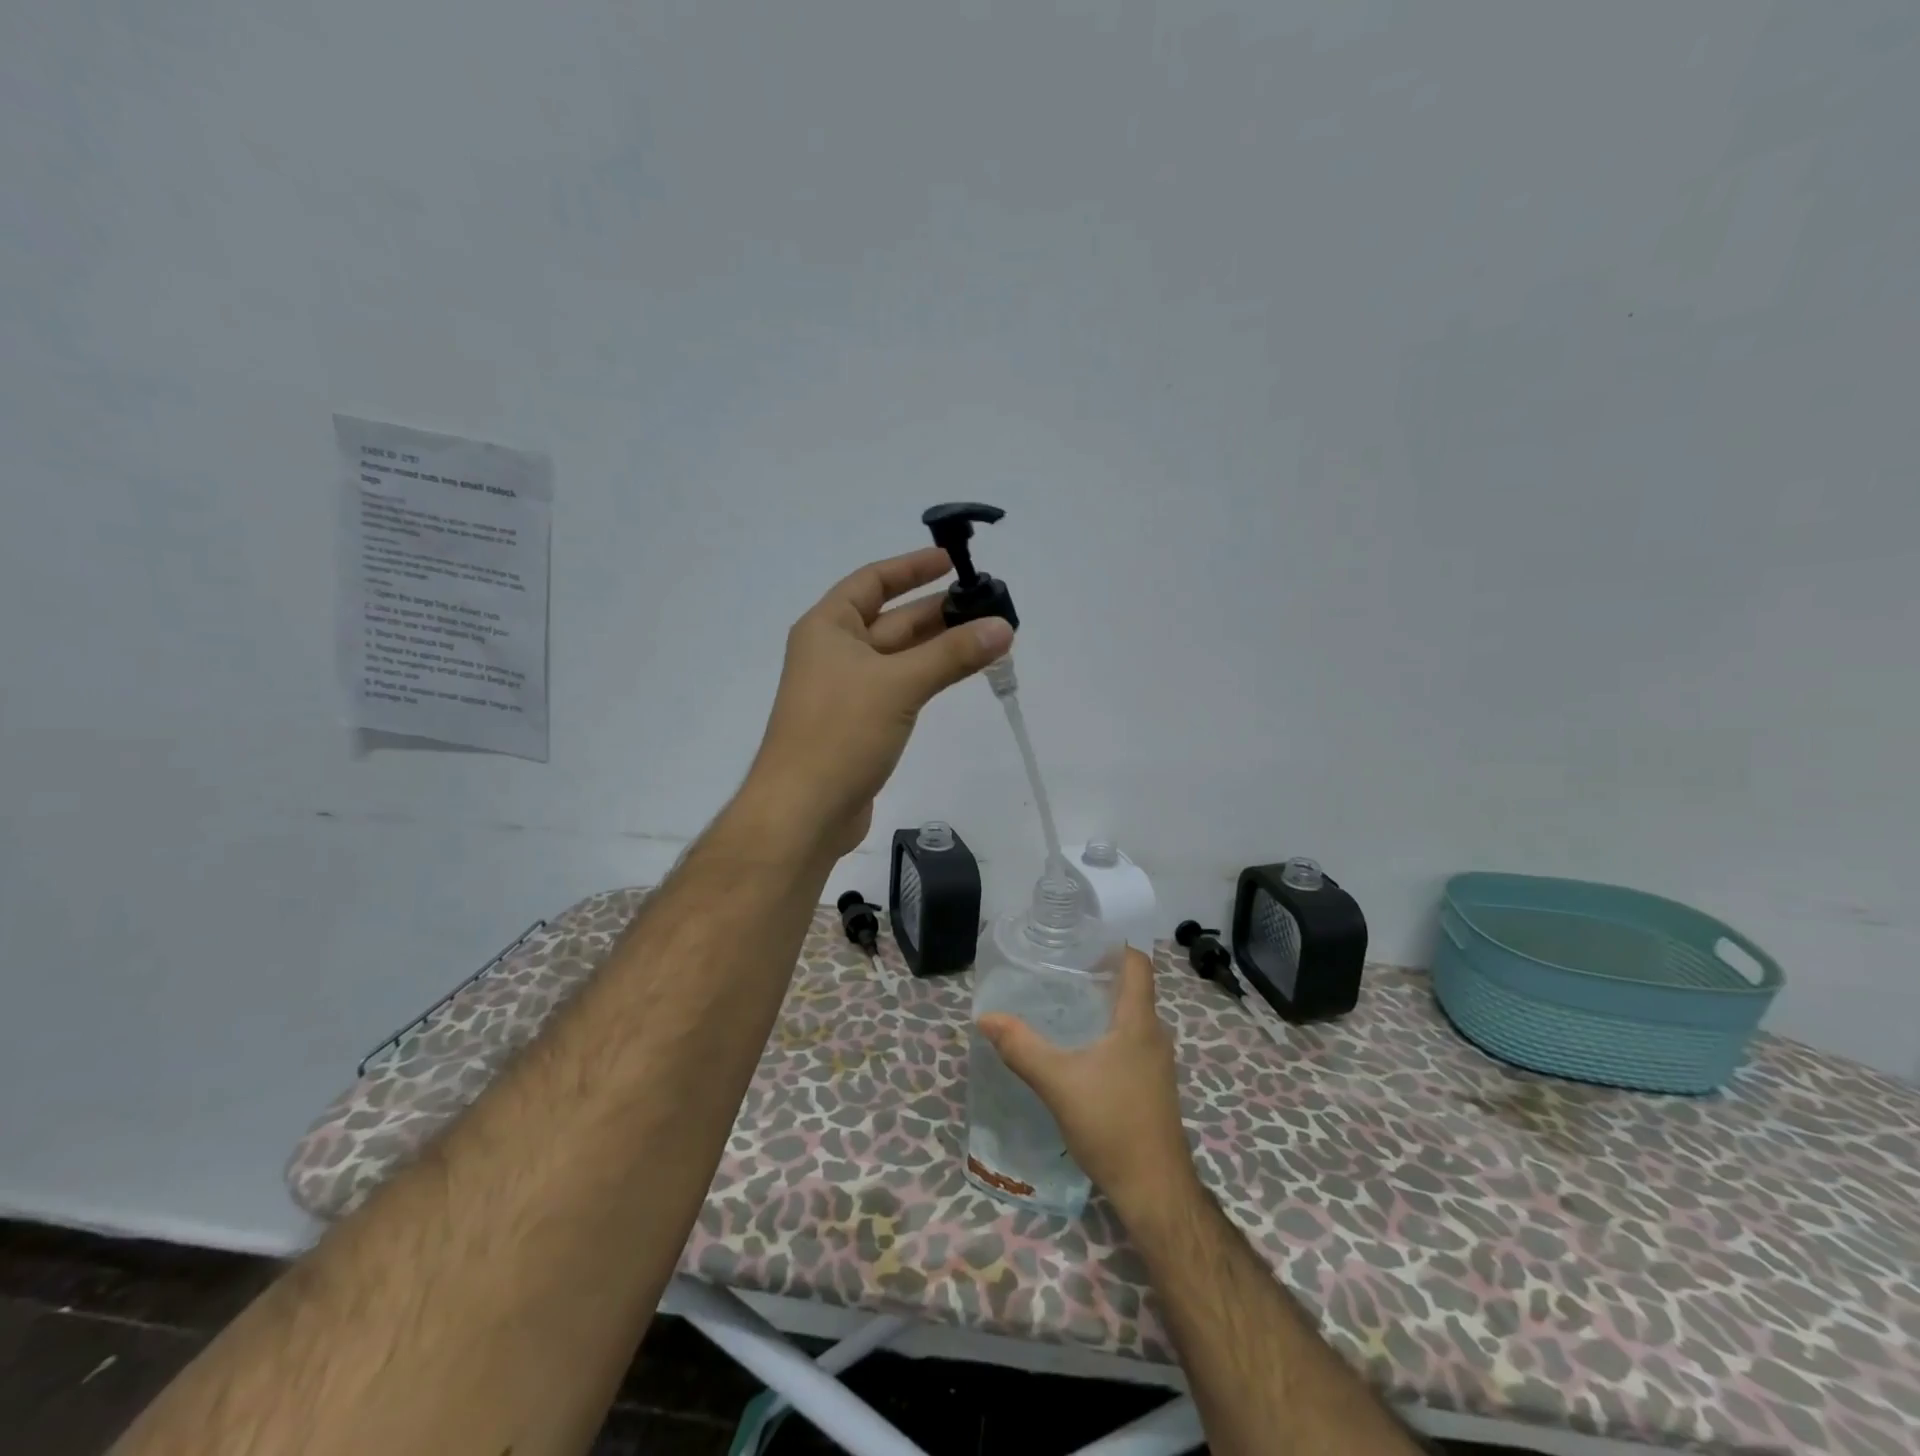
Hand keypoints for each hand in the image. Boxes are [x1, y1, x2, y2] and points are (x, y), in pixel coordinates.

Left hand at [743, 546, 1013, 856]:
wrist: (803, 811)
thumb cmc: (840, 733)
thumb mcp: (898, 684)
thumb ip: (952, 655)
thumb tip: (1003, 627)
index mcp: (828, 627)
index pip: (872, 580)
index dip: (912, 568)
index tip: (953, 561)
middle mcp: (835, 652)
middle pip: (892, 619)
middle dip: (938, 610)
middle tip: (988, 604)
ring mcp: (848, 691)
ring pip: (901, 656)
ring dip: (941, 646)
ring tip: (989, 636)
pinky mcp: (861, 724)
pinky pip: (901, 687)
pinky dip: (930, 677)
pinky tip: (962, 674)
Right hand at [978, 949, 1194, 1213]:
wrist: (1155, 1190)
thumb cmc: (1112, 1124)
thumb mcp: (1058, 1082)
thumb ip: (1021, 1046)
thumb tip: (986, 1017)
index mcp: (1138, 1022)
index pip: (1138, 964)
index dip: (1114, 945)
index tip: (1080, 941)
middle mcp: (1154, 1035)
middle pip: (1133, 988)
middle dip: (1100, 974)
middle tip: (1059, 970)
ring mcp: (1157, 1063)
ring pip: (1132, 1017)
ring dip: (1103, 1005)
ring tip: (1063, 1003)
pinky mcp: (1153, 1086)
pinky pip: (1131, 1042)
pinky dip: (1108, 1032)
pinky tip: (1080, 1049)